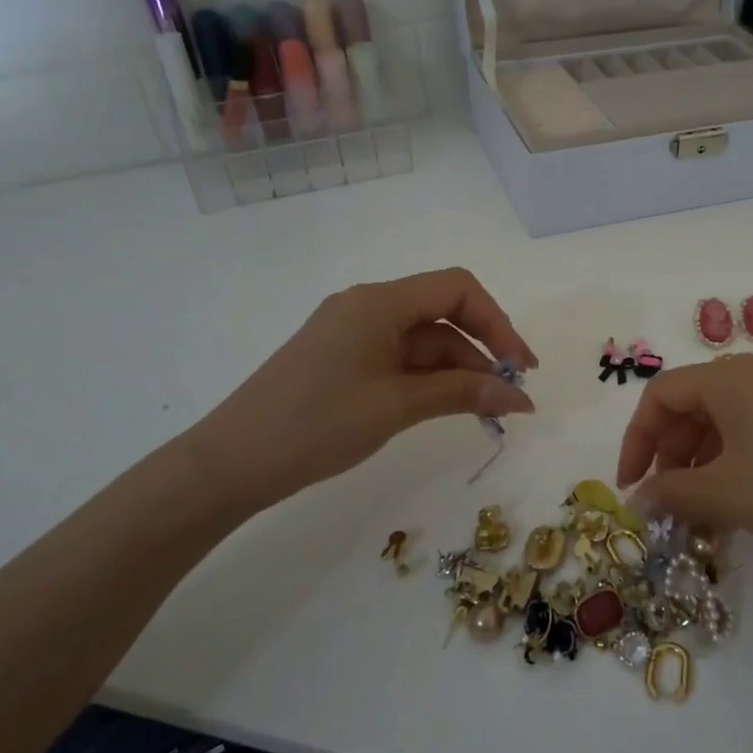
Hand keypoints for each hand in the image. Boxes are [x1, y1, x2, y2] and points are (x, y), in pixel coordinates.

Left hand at [185, 267, 537, 515]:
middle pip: (442, 315)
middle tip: (512, 394)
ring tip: (488, 410)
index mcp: (379, 302)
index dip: (497, 322)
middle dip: (482, 351)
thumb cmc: (318, 424)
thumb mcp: (398, 406)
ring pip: (423, 341)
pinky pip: (399, 359)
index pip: (457, 289)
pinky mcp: (343, 359)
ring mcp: (352, 333)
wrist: (231, 462)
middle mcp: (368, 306)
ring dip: (458, 371)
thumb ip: (464, 393)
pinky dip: (429, 380)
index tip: (520, 365)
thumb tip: (521, 396)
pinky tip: (449, 406)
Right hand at [615, 355, 752, 563]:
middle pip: (690, 403)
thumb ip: (670, 492)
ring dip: (698, 460)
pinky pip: (750, 428)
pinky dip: (729, 459)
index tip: (631, 485)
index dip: (636, 439)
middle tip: (665, 499)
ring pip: (721, 418)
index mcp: (728, 377)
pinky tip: (733, 499)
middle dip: (668, 452)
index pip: (661, 394)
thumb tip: (638, 498)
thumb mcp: (723, 493)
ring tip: (698, 508)